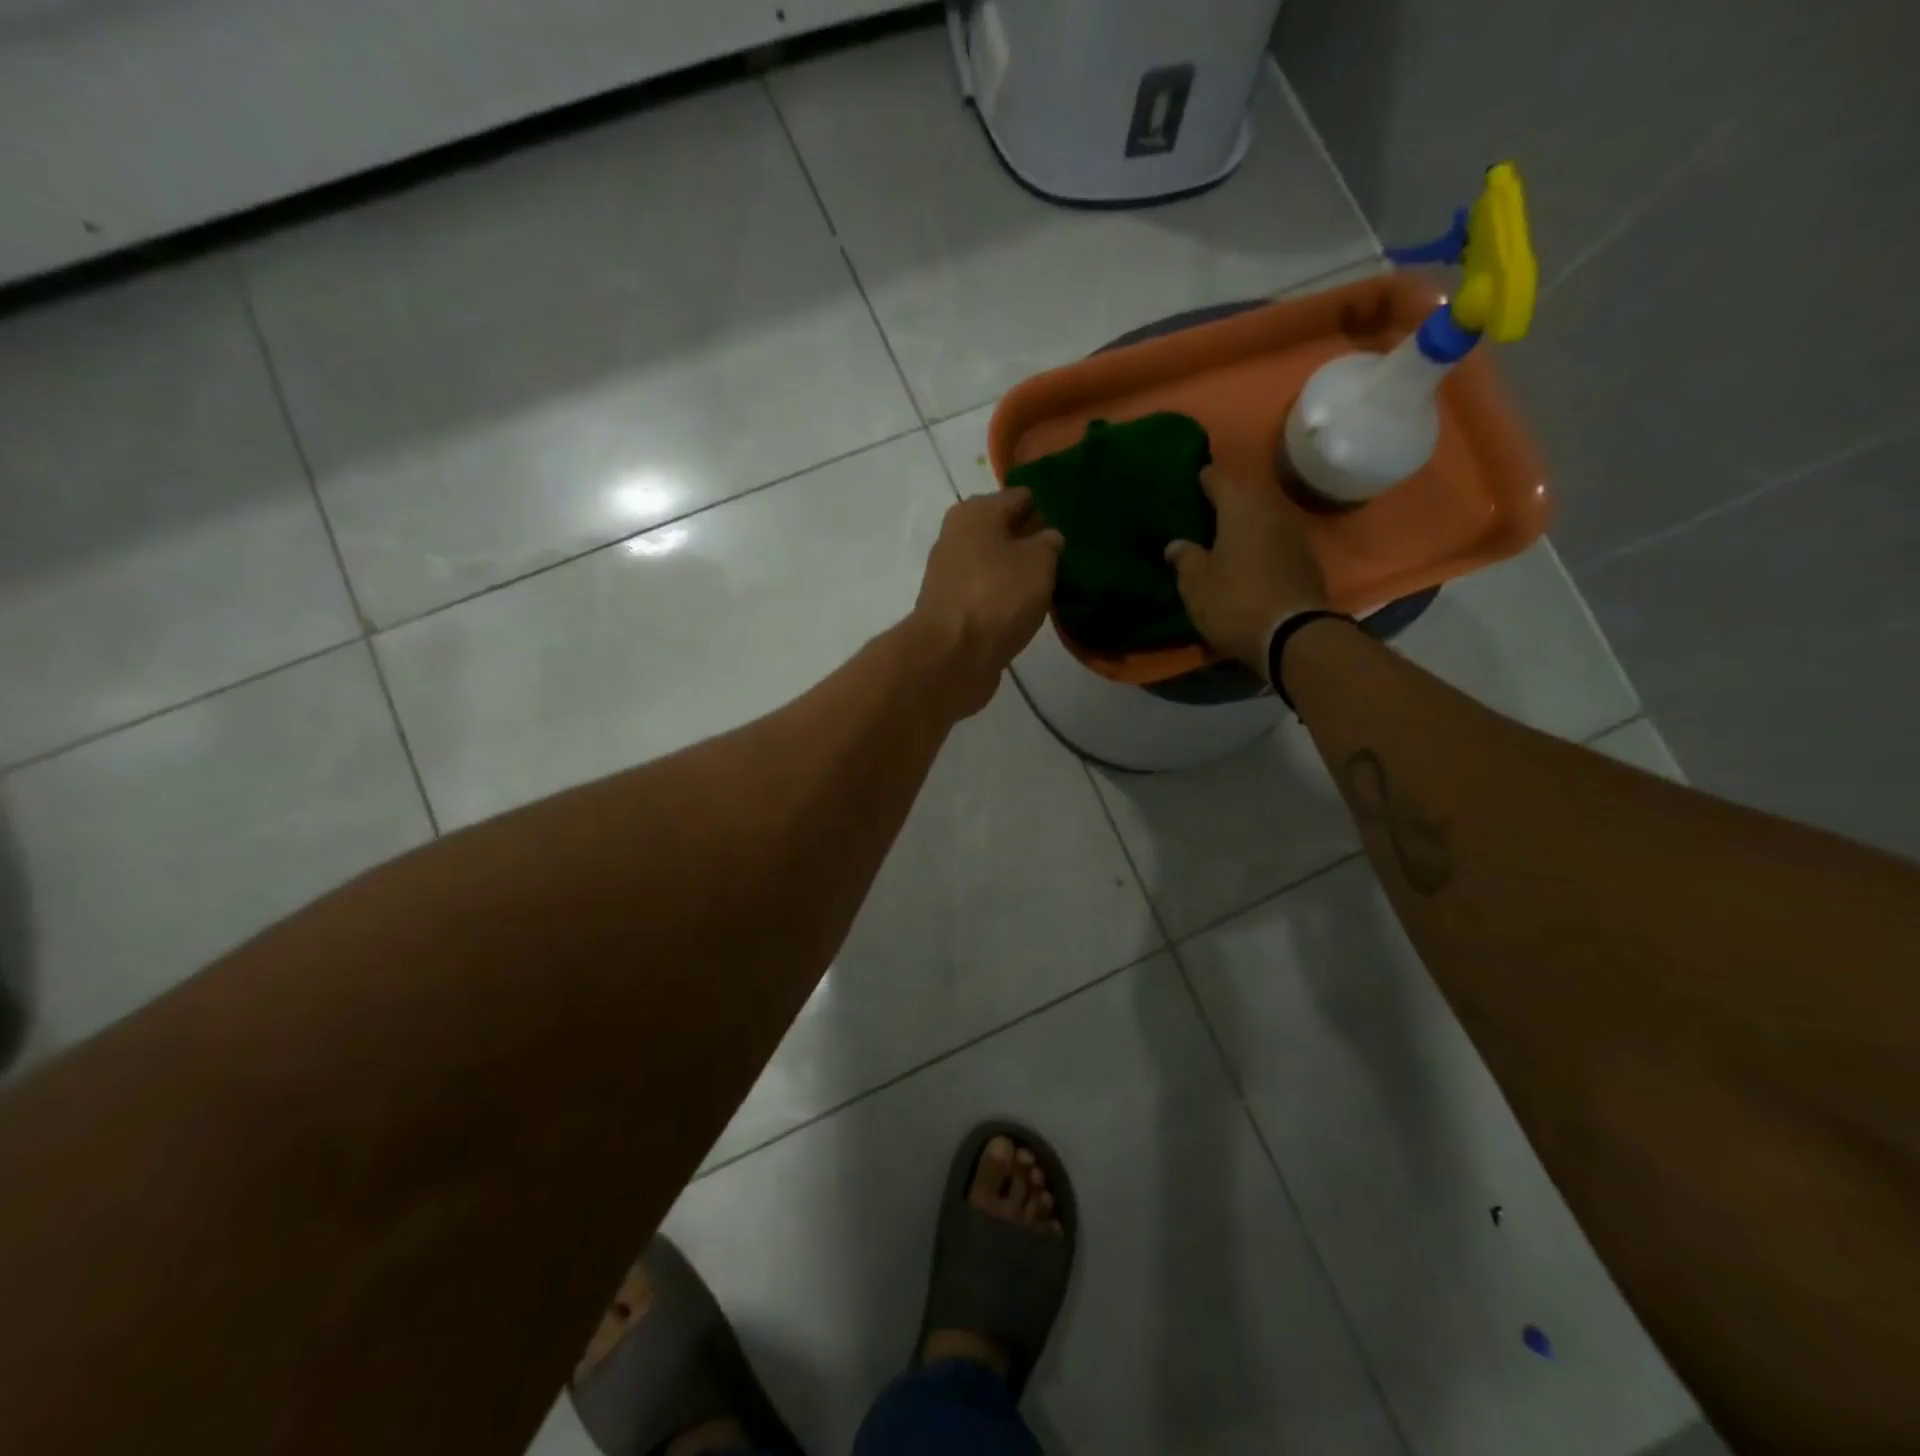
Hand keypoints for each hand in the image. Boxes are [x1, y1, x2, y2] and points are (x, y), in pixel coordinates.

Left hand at [911, 488, 1063, 719]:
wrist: (951, 655)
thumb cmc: (998, 596)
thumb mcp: (1039, 561)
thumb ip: (1049, 543)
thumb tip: (1048, 538)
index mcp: (976, 511)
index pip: (1021, 497)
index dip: (1048, 509)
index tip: (1072, 527)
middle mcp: (957, 536)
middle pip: (1005, 530)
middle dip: (1032, 541)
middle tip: (1066, 558)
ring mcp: (951, 574)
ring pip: (995, 564)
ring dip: (1019, 573)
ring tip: (1051, 586)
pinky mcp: (952, 608)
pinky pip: (987, 593)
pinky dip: (1004, 598)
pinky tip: (1026, 610)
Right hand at [1164, 467, 1328, 674]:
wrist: (1294, 635)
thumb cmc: (1235, 602)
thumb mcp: (1196, 584)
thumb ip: (1185, 559)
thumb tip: (1176, 544)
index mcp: (1241, 510)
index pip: (1220, 481)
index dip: (1206, 478)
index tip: (1197, 476)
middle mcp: (1271, 514)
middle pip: (1246, 498)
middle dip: (1227, 501)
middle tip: (1207, 508)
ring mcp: (1294, 537)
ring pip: (1263, 521)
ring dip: (1246, 525)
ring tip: (1226, 535)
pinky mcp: (1305, 563)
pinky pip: (1276, 544)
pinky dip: (1261, 546)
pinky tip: (1248, 559)